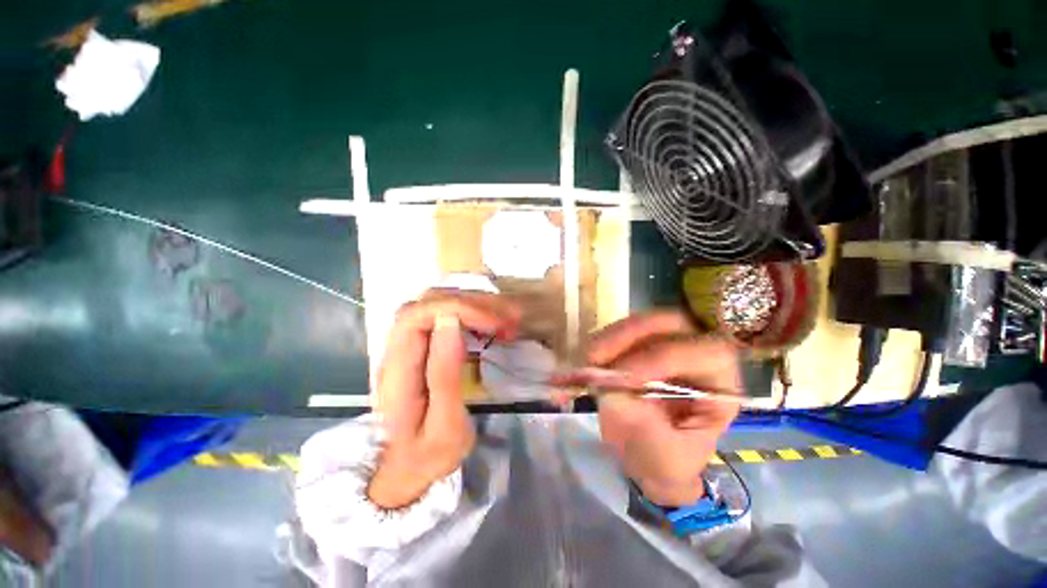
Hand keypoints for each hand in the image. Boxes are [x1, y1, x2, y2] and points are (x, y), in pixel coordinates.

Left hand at [368, 290, 519, 508]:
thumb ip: (444, 374)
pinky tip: (489, 326)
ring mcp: (406, 347)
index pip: (417, 316)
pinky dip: (469, 316)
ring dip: (472, 307)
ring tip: (505, 320)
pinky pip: (443, 318)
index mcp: (398, 371)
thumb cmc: (428, 454)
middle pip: (427, 303)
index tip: (493, 322)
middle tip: (506, 320)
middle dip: (470, 304)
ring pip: (436, 305)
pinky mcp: (419, 349)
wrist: (405, 471)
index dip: (457, 308)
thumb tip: (450, 322)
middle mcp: (396, 351)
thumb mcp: (444, 425)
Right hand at [585, 311, 742, 506]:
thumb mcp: (661, 457)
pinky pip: (621, 331)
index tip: (622, 378)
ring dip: (611, 337)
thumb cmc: (666, 462)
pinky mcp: (641, 343)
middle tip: (596, 355)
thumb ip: (641, 423)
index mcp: (721, 384)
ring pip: (643, 322)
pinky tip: (589, 358)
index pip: (705, 353)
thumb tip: (612, 390)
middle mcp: (697, 353)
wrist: (647, 456)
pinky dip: (602, 341)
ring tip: (589, 359)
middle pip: (673, 323)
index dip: (662, 359)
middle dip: (632, 334)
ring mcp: (667, 343)